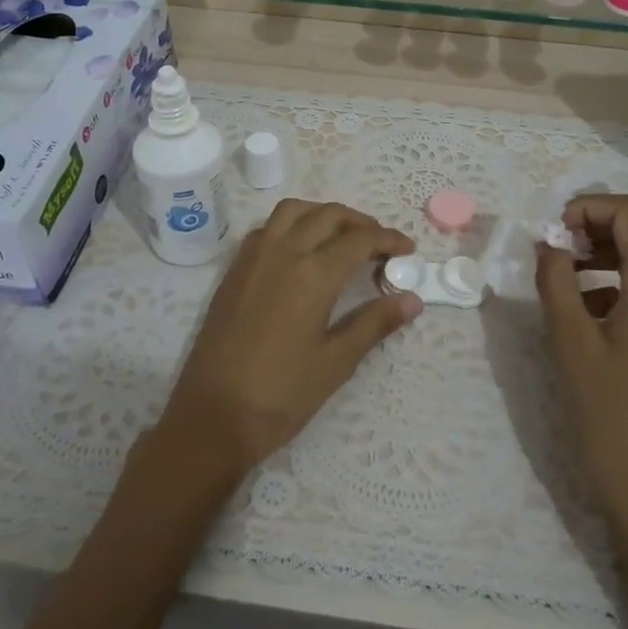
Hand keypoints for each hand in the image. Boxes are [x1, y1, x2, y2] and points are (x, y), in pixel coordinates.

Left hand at [156, 199, 420, 478]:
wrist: (213, 417)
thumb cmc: (282, 394)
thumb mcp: (336, 361)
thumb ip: (375, 323)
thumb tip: (413, 300)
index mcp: (313, 274)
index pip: (359, 240)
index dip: (388, 239)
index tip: (408, 250)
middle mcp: (283, 252)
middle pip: (328, 215)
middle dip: (360, 222)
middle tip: (380, 245)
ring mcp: (253, 258)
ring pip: (293, 211)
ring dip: (322, 214)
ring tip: (341, 238)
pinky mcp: (234, 270)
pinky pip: (267, 228)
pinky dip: (291, 224)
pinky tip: (300, 251)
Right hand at [536, 194, 627, 531]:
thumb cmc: (606, 410)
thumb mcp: (569, 339)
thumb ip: (555, 280)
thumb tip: (546, 243)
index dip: (589, 208)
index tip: (552, 234)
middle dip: (590, 229)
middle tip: (550, 252)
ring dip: (596, 254)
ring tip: (557, 276)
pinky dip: (607, 281)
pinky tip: (578, 307)